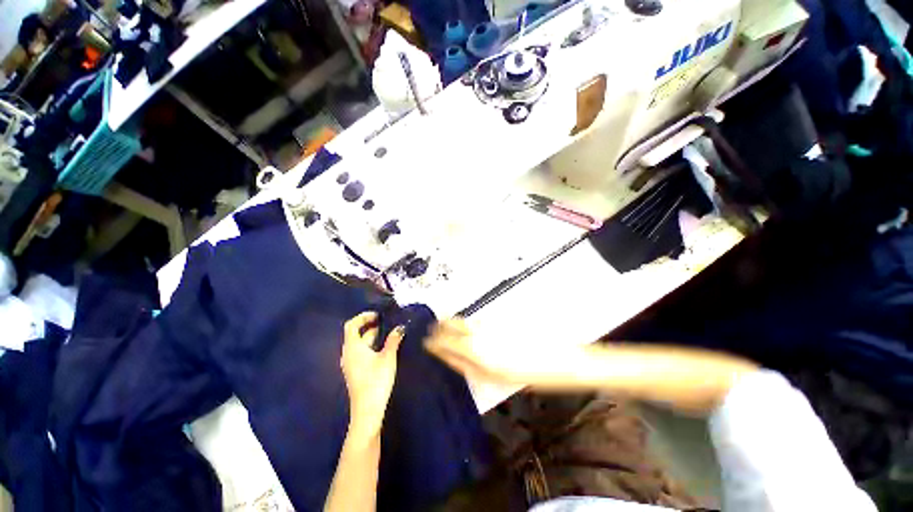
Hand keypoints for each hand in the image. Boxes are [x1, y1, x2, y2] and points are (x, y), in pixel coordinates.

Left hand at [341, 312, 404, 441]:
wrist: (368, 410)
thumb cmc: (377, 380)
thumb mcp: (388, 357)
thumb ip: (393, 340)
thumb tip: (399, 328)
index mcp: (353, 348)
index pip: (351, 325)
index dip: (363, 317)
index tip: (377, 315)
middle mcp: (348, 354)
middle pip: (355, 334)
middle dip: (369, 325)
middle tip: (385, 322)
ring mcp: (350, 364)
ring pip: (359, 344)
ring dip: (371, 336)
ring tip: (387, 332)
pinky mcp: (354, 371)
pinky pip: (360, 352)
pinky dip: (370, 345)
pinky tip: (382, 348)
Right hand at [424, 319, 583, 386]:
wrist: (558, 357)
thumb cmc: (527, 374)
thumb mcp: (494, 377)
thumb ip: (468, 365)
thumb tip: (450, 356)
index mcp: (475, 350)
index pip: (445, 342)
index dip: (434, 342)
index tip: (426, 342)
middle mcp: (479, 332)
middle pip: (452, 324)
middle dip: (440, 327)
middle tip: (433, 331)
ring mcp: (489, 321)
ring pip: (464, 319)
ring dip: (452, 323)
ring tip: (446, 328)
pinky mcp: (499, 316)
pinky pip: (476, 318)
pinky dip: (467, 321)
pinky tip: (468, 326)